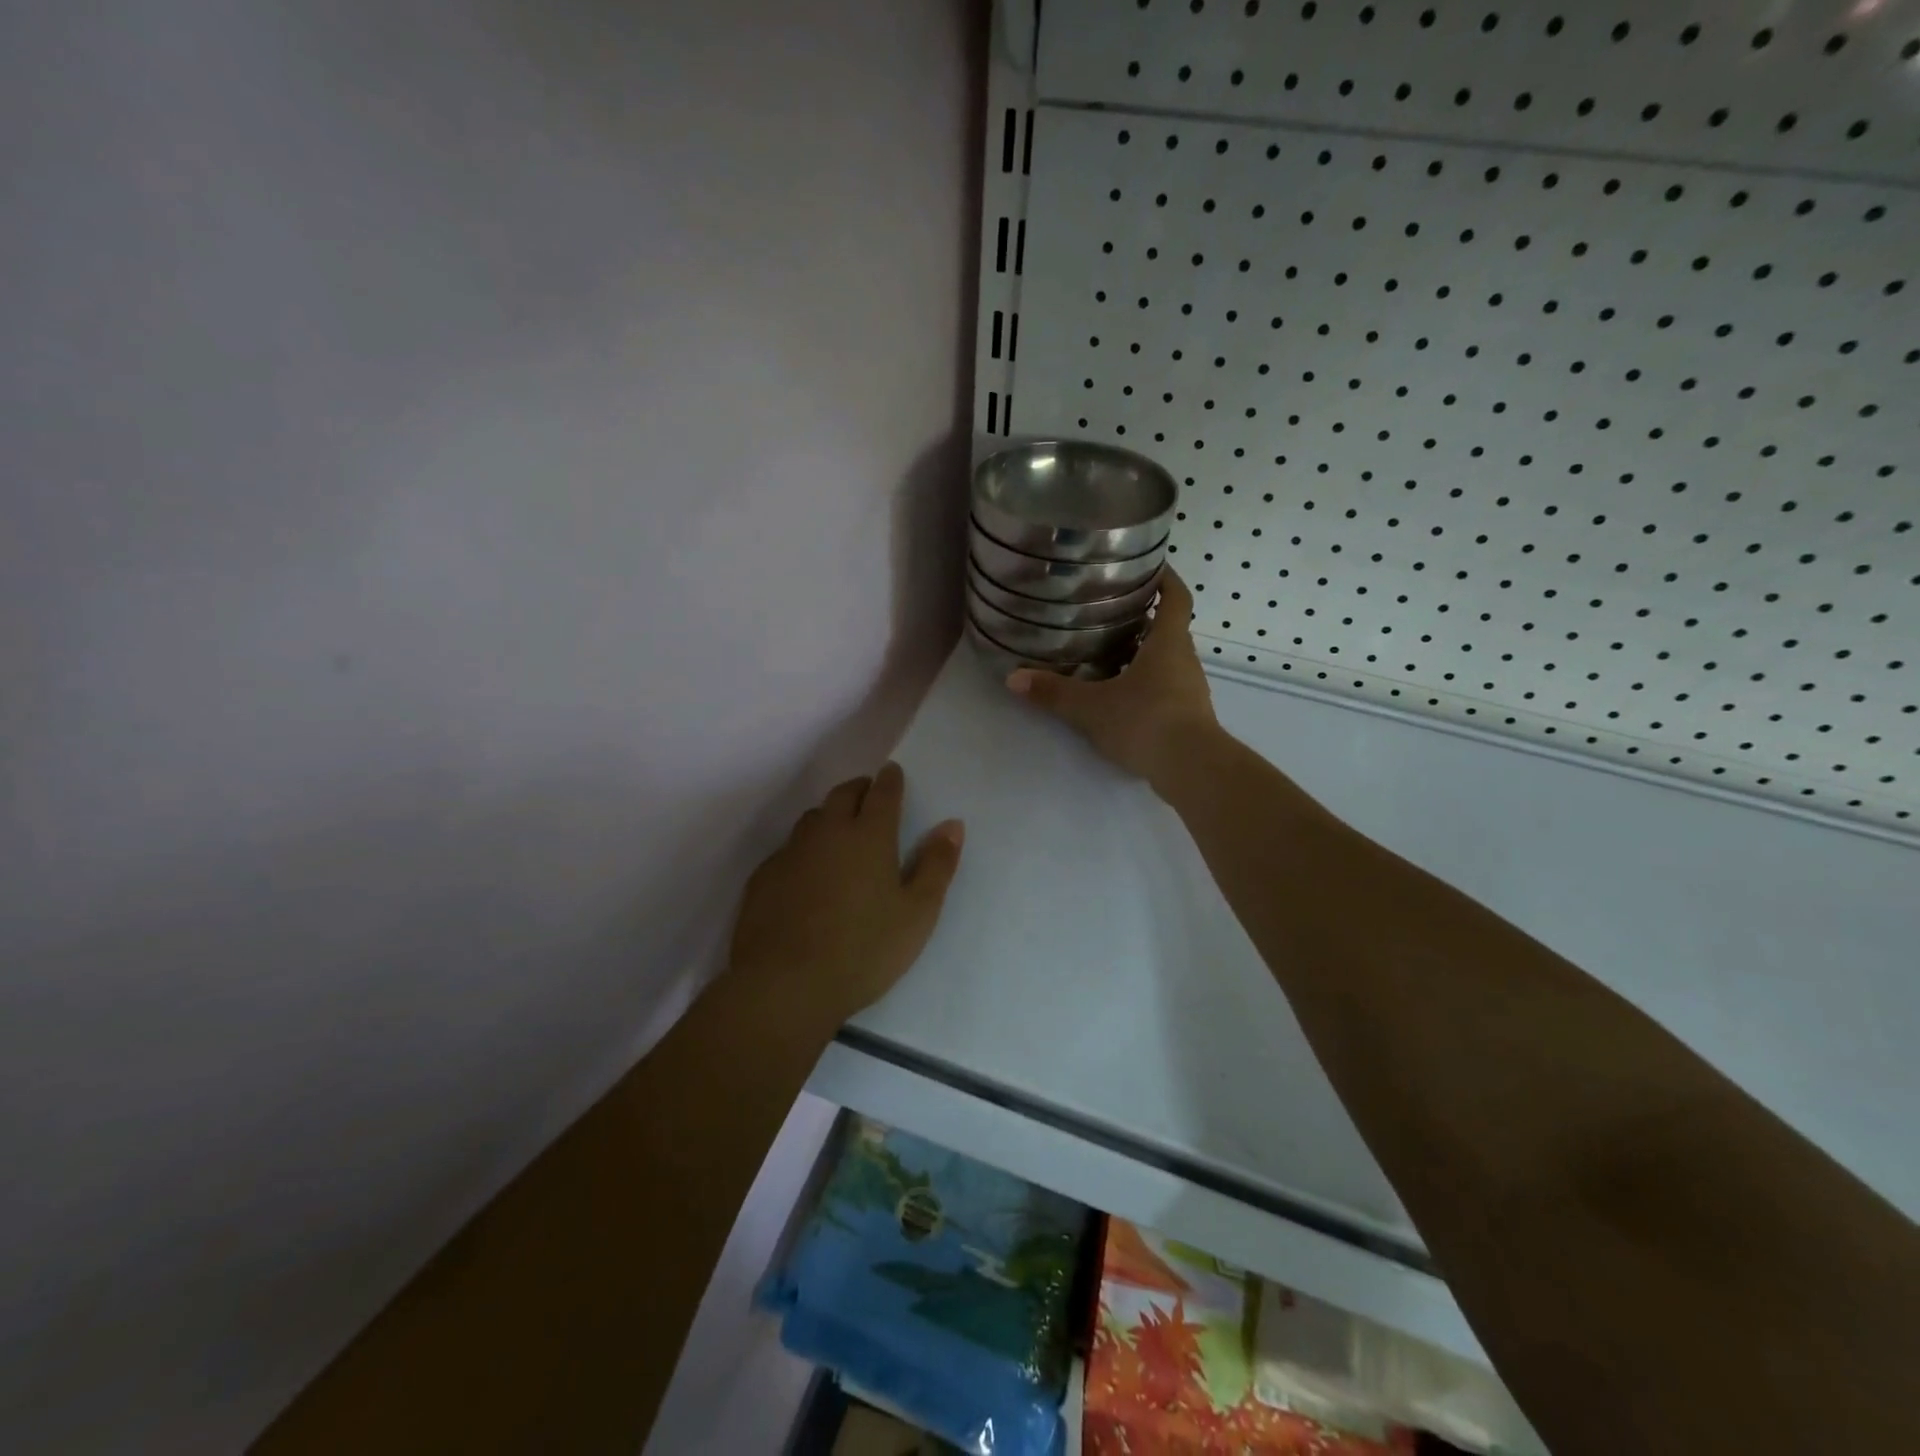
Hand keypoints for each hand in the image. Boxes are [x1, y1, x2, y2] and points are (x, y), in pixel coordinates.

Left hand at [727, 762, 963, 1028]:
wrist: (785, 985)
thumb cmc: (864, 949)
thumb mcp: (917, 913)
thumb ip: (937, 865)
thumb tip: (952, 824)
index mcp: (869, 835)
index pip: (882, 792)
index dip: (891, 779)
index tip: (893, 773)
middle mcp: (827, 832)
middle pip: (843, 794)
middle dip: (859, 789)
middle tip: (869, 797)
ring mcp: (790, 853)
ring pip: (812, 819)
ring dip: (829, 816)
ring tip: (840, 833)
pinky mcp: (763, 877)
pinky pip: (788, 849)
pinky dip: (804, 850)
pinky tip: (807, 875)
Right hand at [1007, 566, 1217, 785]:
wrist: (1191, 769)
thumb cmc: (1145, 721)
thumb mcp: (1091, 707)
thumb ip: (1054, 692)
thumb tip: (1013, 678)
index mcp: (1168, 643)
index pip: (1176, 598)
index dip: (1166, 578)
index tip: (1151, 565)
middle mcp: (1185, 660)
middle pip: (1169, 630)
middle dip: (1144, 619)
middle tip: (1110, 613)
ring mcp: (1190, 690)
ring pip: (1167, 662)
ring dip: (1144, 655)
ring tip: (1109, 654)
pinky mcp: (1189, 717)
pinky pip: (1167, 689)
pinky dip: (1147, 685)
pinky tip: (1121, 696)